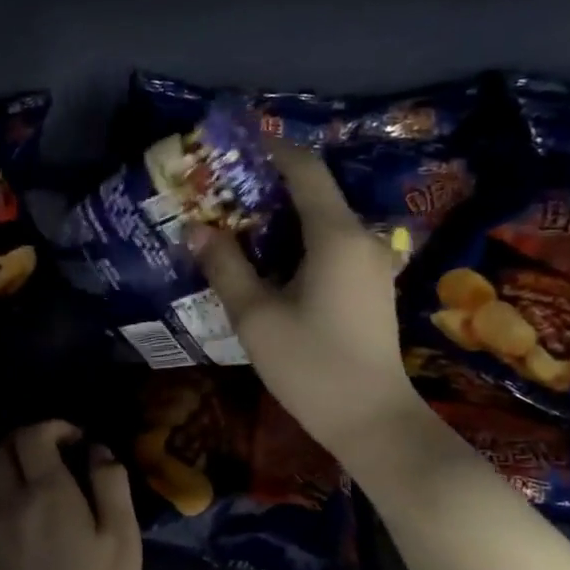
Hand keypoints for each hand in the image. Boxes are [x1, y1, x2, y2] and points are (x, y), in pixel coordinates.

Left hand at [0, 421, 141, 569]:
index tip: (75, 440)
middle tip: (52, 454)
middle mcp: (7, 501)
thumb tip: (97, 449)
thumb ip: (111, 485)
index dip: (53, 427)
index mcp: (47, 492)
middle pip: (2, 449)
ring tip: (19, 471)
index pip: (33, 436)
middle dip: (27, 440)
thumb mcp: (122, 539)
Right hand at [190, 141, 415, 454]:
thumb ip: (226, 267)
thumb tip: (198, 229)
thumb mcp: (256, 317)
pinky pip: (333, 247)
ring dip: (282, 220)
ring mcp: (371, 263)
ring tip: (237, 231)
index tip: (232, 151)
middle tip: (221, 197)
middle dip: (267, 189)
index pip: (304, 169)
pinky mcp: (371, 287)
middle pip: (314, 194)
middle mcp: (361, 237)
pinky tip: (270, 266)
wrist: (371, 418)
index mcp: (334, 234)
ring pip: (323, 223)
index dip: (269, 151)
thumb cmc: (310, 365)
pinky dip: (300, 244)